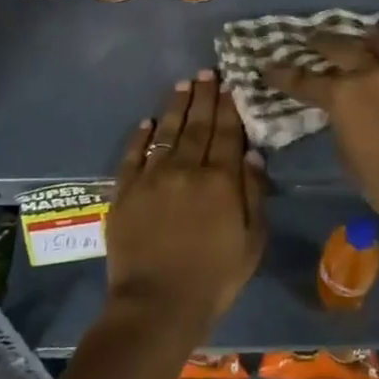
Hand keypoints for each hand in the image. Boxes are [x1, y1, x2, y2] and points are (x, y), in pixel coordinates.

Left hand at [105, 70, 266, 342]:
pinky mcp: (125, 192)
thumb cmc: (213, 279)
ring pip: (167, 132)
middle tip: (207, 71)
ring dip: (176, 106)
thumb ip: (253, 194)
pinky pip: (133, 156)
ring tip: (183, 84)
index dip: (229, 106)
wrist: (156, 307)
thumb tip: (251, 153)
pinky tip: (147, 122)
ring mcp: (152, 178)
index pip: (226, 133)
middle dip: (204, 96)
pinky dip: (140, 137)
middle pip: (197, 125)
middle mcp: (186, 169)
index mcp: (219, 180)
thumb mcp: (251, 242)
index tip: (231, 83)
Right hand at [264, 32, 378, 234]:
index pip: (305, 80)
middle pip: (342, 47)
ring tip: (364, 39)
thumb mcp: (348, 154)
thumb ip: (343, 123)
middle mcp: (373, 74)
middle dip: (323, 42)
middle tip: (312, 39)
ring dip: (369, 40)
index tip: (268, 67)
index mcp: (344, 96)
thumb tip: (346, 111)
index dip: (284, 74)